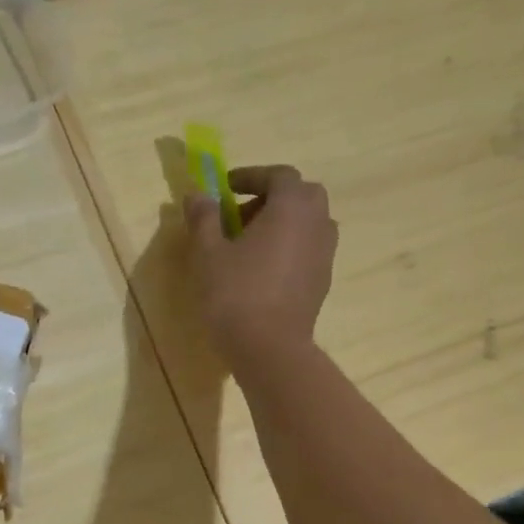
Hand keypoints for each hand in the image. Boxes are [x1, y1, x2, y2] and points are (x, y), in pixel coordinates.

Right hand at [182, 164, 337, 371]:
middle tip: (239, 217)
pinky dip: (289, 248)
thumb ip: (204, 218)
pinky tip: (263, 271)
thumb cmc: (235, 294)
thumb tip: (198, 195)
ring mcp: (325, 254)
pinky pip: (308, 250)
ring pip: (308, 223)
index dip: (251, 176)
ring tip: (249, 245)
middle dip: (270, 198)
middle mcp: (317, 223)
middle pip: (300, 196)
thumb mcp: (208, 253)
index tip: (225, 188)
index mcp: (292, 206)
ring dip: (282, 224)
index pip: (278, 175)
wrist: (269, 348)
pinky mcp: (323, 281)